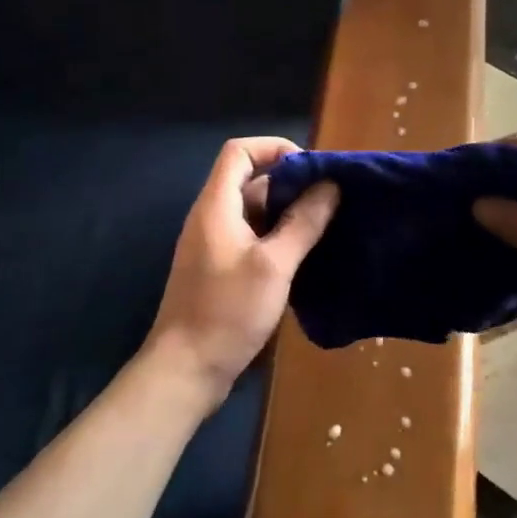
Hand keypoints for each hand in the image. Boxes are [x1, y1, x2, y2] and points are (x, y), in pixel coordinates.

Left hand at [147, 137, 338, 408]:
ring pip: (254, 211)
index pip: (240, 151)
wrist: (185, 369)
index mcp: (217, 205)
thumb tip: (330, 186)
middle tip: (330, 199)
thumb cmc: (227, 311)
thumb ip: (302, 223)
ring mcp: (214, 244)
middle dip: (290, 183)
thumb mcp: (273, 265)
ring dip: (287, 212)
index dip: (274, 148)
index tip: (311, 168)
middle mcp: (212, 217)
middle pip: (250, 180)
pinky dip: (278, 236)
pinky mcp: (220, 269)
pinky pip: (252, 237)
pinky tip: (306, 253)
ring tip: (327, 224)